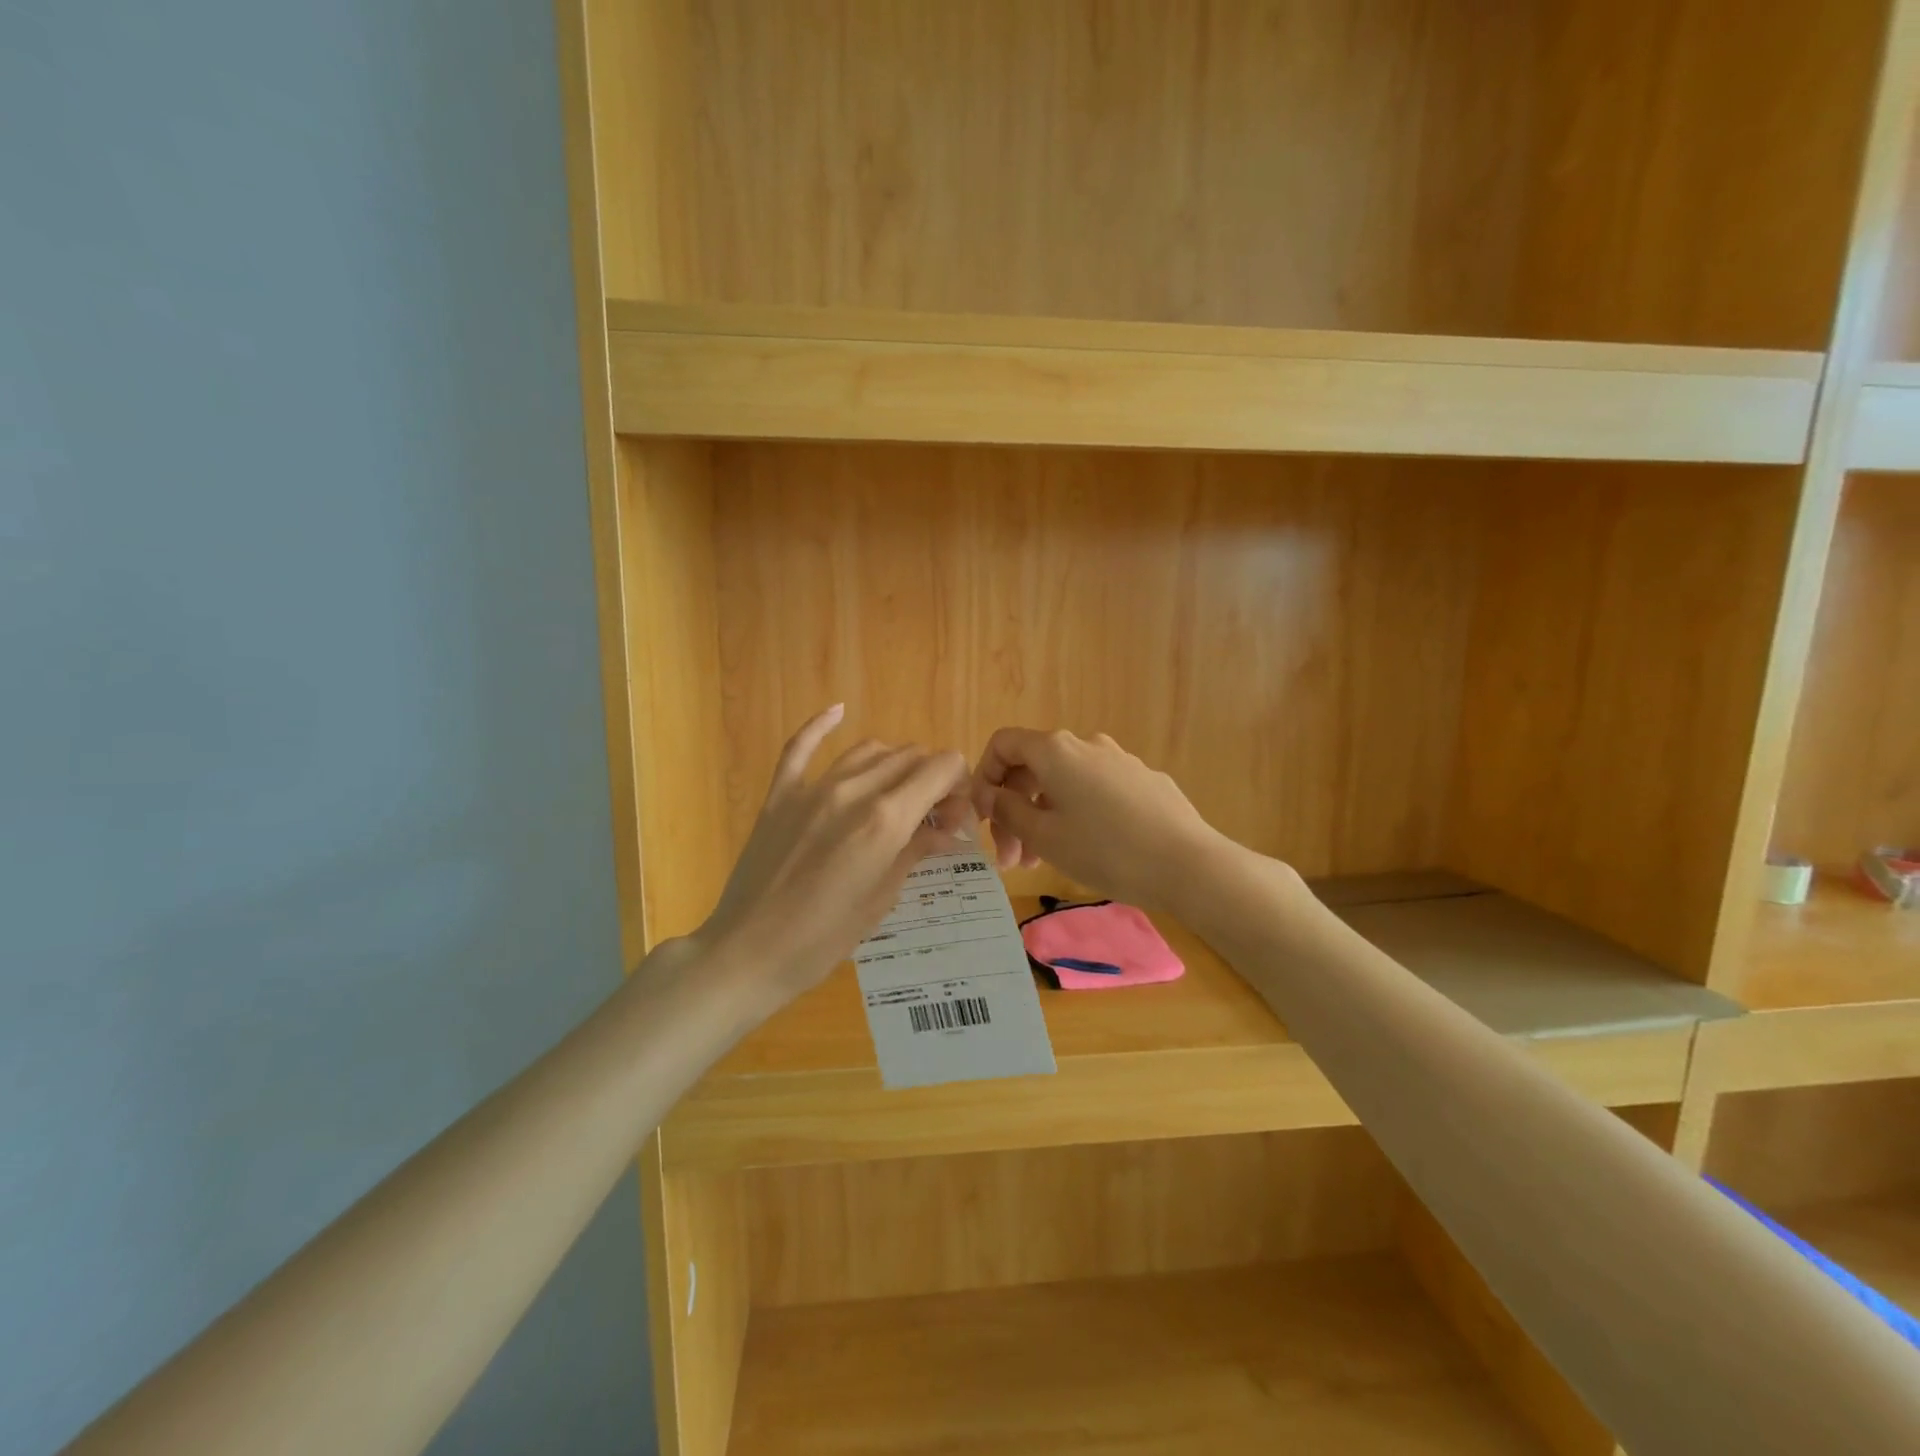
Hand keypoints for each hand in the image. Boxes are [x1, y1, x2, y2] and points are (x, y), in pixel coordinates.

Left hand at [694, 706, 972, 1010]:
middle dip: (932, 777)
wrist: (748, 951)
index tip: (954, 815)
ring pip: (869, 749)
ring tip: (898, 792)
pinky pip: (801, 746)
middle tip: (932, 816)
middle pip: (910, 756)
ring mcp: (812, 788)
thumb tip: (946, 830)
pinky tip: (839, 710)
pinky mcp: (780, 794)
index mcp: (886, 819)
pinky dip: (822, 724)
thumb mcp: (881, 898)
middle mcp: (853, 790)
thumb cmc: (824, 939)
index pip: (941, 767)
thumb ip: (915, 851)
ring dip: (895, 763)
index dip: (958, 784)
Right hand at [971, 728, 1226, 910]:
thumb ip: (1009, 811)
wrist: (1189, 865)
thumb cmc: (1106, 850)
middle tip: (1009, 859)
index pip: (1003, 744)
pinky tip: (1086, 849)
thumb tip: (991, 796)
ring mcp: (1119, 760)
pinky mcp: (1144, 781)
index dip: (984, 777)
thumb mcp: (1045, 837)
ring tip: (1040, 863)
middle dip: (1013, 809)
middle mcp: (1086, 744)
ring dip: (1043, 816)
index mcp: (1055, 751)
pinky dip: (1076, 813)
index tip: (983, 818)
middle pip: (1033, 767)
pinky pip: (1095, 790)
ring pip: (1064, 782)